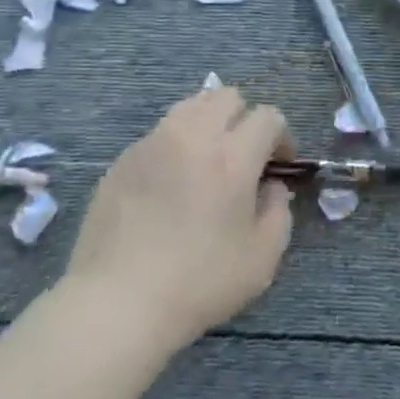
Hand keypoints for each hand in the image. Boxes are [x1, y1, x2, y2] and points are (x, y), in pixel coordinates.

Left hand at [64, 86, 294, 347]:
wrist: (117, 302)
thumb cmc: (199, 283)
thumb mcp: (262, 258)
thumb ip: (279, 211)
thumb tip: (271, 187)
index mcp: (232, 156)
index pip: (267, 117)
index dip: (281, 137)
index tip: (279, 166)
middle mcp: (193, 136)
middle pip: (228, 97)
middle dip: (244, 119)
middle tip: (244, 157)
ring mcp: (153, 143)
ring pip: (190, 106)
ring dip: (209, 123)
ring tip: (207, 161)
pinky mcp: (123, 158)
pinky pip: (159, 133)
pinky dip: (176, 145)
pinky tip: (170, 184)